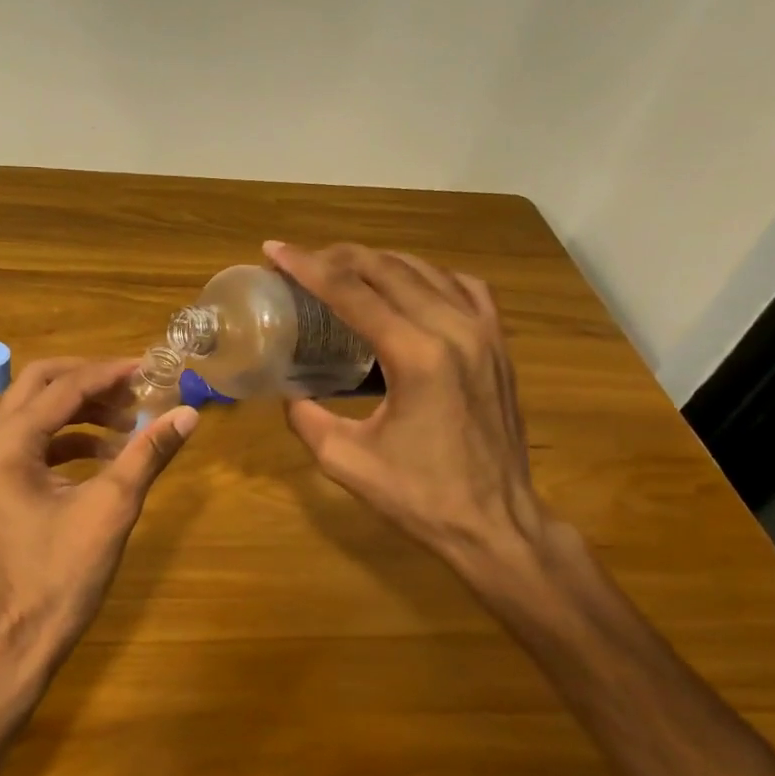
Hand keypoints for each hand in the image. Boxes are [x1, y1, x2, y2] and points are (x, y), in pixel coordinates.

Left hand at [0, 357, 197, 682]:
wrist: (17, 638)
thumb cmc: (61, 575)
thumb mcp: (111, 509)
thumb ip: (147, 454)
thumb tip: (189, 414)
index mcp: (9, 442)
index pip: (65, 386)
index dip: (111, 373)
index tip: (152, 369)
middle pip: (40, 384)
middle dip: (90, 380)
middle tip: (135, 388)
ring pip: (36, 412)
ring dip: (82, 410)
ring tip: (130, 423)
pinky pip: (35, 443)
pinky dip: (70, 439)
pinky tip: (107, 456)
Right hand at [264, 241, 548, 592]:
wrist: (496, 525)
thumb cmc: (420, 498)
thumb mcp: (345, 461)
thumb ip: (307, 418)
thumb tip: (288, 392)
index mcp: (416, 357)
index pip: (351, 293)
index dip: (307, 267)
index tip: (274, 250)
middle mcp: (454, 331)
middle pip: (388, 269)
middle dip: (338, 257)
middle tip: (302, 260)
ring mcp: (485, 334)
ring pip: (427, 271)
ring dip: (380, 262)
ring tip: (345, 267)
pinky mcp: (500, 346)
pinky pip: (465, 288)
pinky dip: (429, 277)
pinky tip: (410, 286)